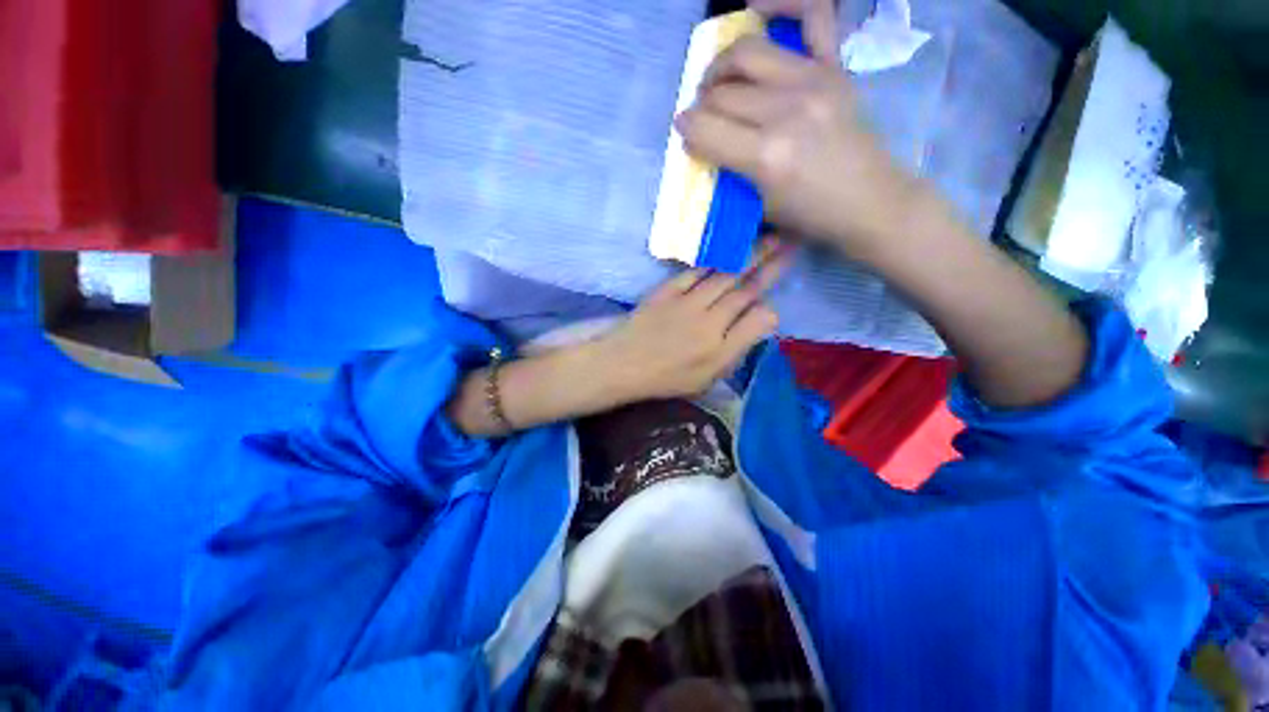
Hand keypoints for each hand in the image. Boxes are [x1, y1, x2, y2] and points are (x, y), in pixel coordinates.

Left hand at [596, 243, 790, 401]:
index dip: (770, 310)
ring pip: (725, 275)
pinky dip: (713, 260)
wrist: (623, 364)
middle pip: (746, 290)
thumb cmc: (665, 379)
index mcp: (720, 349)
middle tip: (790, 244)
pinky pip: (695, 272)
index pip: (759, 321)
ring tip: (769, 238)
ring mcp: (687, 303)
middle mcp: (709, 322)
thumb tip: (756, 322)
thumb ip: (734, 352)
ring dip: (749, 255)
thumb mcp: (705, 380)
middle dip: (770, 266)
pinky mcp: (667, 291)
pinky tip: (727, 249)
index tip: (771, 303)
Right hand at [675, 0, 918, 261]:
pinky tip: (757, 8)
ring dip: (721, 66)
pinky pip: (812, 14)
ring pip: (746, 53)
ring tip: (718, 81)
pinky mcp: (834, 68)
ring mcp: (814, 81)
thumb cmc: (811, 216)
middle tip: (703, 119)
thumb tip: (701, 141)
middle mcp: (786, 110)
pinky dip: (782, 3)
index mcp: (766, 156)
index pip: (704, 129)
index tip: (684, 135)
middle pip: (721, 92)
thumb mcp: (759, 207)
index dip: (686, 131)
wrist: (869, 202)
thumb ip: (728, 171)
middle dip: (701, 106)